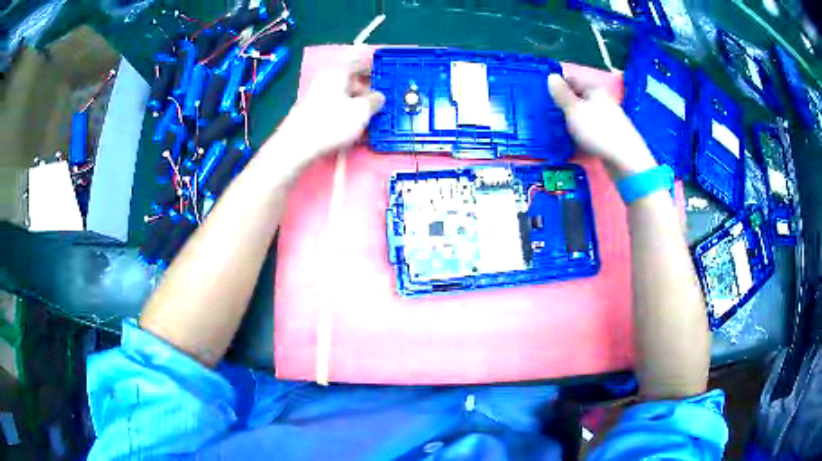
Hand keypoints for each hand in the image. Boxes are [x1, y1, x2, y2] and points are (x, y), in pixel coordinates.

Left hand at [276, 61, 384, 158]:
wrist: (297, 145)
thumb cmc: (332, 122)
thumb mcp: (361, 111)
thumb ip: (374, 101)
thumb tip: (378, 96)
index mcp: (338, 72)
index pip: (357, 61)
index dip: (371, 66)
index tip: (383, 74)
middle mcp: (325, 80)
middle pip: (349, 79)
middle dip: (365, 88)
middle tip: (380, 100)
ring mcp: (316, 96)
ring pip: (342, 94)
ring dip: (356, 103)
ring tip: (369, 117)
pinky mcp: (312, 112)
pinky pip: (334, 107)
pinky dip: (346, 113)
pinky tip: (354, 127)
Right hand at [548, 74, 656, 177]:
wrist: (626, 160)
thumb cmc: (597, 130)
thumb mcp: (574, 109)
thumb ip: (561, 93)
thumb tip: (551, 75)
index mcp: (594, 89)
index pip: (571, 80)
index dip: (558, 86)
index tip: (545, 97)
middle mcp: (602, 100)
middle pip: (579, 98)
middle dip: (564, 106)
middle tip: (549, 116)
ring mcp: (608, 118)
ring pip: (585, 115)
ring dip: (572, 121)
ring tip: (559, 130)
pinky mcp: (611, 135)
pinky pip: (592, 129)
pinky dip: (582, 133)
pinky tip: (575, 142)